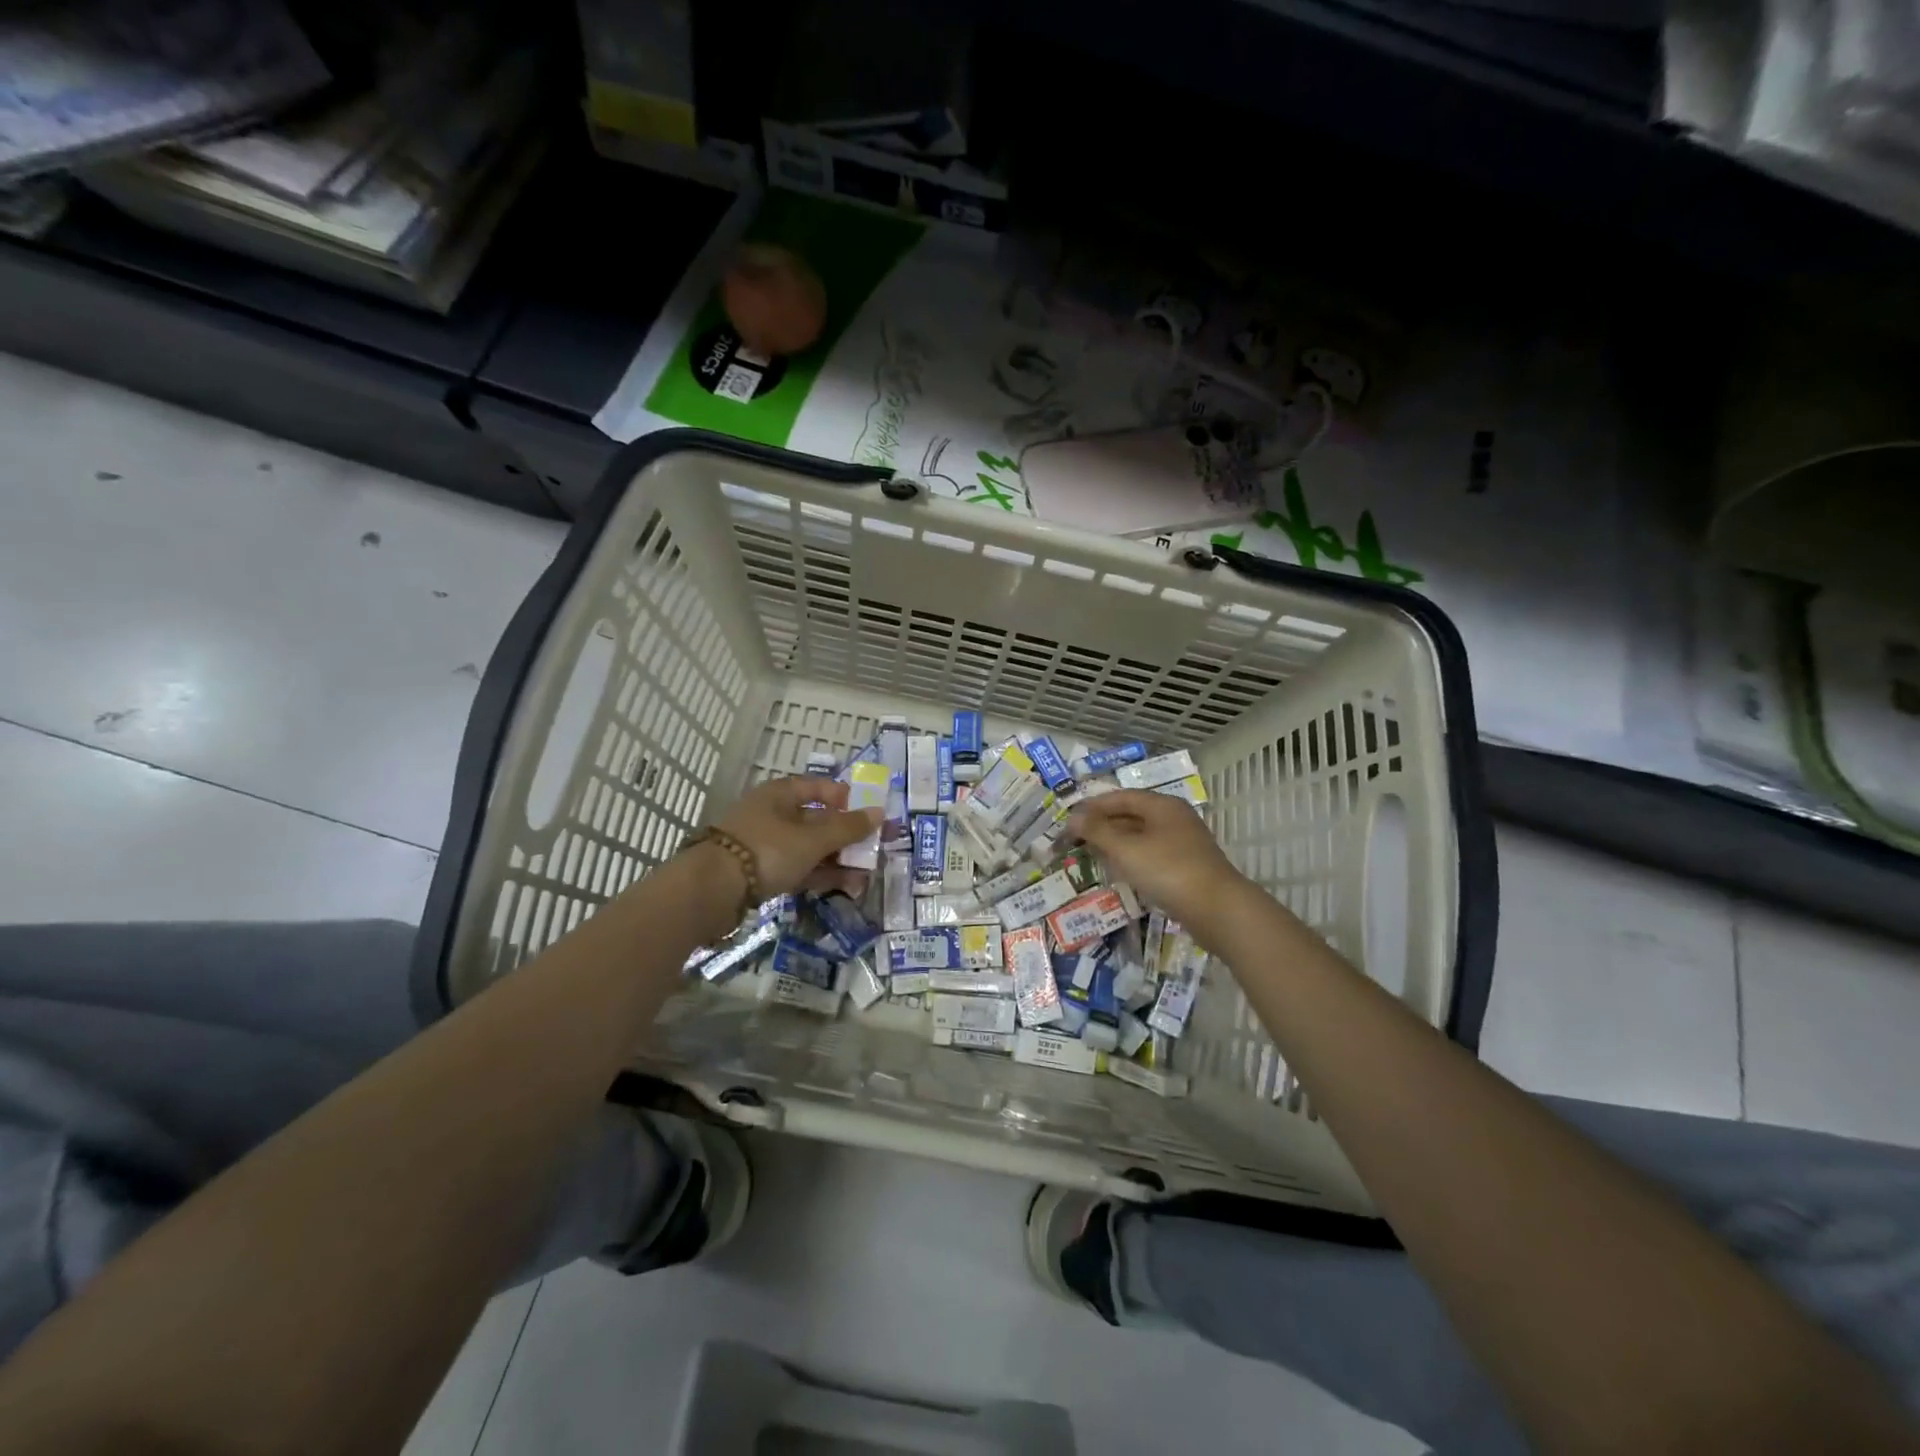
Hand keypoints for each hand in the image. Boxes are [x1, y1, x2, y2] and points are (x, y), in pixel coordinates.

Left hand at [713, 775, 880, 899]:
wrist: (712, 890)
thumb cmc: (766, 850)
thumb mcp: (812, 839)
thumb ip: (847, 827)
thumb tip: (879, 813)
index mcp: (781, 794)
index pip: (820, 787)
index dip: (847, 798)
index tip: (870, 814)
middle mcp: (773, 814)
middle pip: (818, 820)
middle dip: (847, 837)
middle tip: (874, 851)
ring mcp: (766, 845)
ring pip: (810, 848)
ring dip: (838, 860)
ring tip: (865, 876)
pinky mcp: (761, 873)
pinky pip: (799, 868)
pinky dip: (820, 875)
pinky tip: (844, 886)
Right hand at [1067, 790, 1248, 925]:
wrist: (1217, 910)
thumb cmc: (1168, 871)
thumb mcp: (1126, 849)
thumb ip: (1097, 831)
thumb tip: (1073, 817)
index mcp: (1162, 805)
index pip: (1120, 797)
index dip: (1092, 807)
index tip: (1068, 821)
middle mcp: (1174, 818)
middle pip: (1130, 815)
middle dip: (1102, 825)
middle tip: (1075, 840)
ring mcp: (1182, 843)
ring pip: (1140, 836)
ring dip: (1115, 843)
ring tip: (1091, 854)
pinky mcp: (1186, 866)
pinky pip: (1151, 854)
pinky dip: (1131, 858)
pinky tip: (1119, 871)